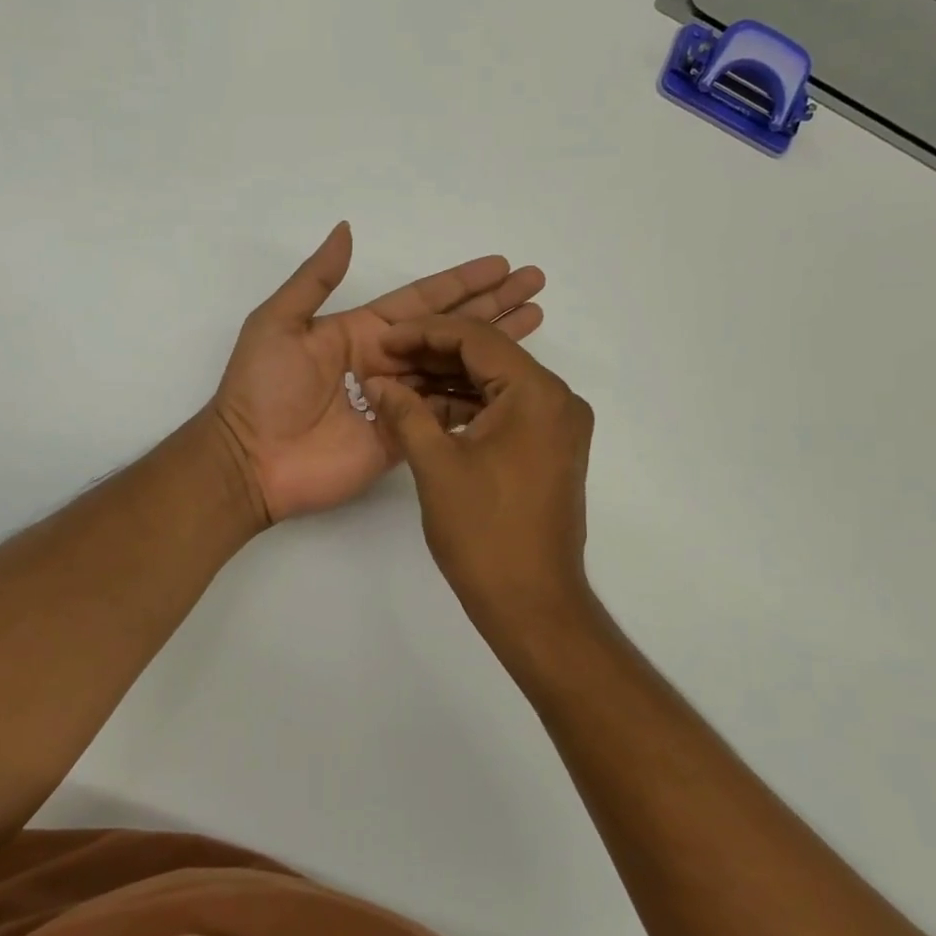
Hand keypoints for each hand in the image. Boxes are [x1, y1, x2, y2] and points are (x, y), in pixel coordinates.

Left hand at [212, 224, 545, 523]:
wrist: (250, 460)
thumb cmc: (261, 388)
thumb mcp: (278, 322)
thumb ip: (315, 279)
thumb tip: (346, 229)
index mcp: (364, 331)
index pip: (425, 301)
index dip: (463, 283)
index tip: (501, 266)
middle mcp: (389, 362)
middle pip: (451, 329)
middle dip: (493, 307)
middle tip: (535, 286)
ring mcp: (400, 401)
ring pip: (457, 369)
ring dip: (496, 348)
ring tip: (535, 323)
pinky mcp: (405, 438)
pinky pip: (447, 415)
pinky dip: (479, 400)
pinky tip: (512, 385)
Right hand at [365, 317, 594, 637]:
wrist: (532, 602)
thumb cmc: (484, 532)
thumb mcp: (435, 465)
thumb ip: (405, 412)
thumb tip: (377, 381)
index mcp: (537, 393)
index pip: (476, 338)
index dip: (424, 333)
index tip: (384, 340)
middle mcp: (557, 399)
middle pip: (489, 356)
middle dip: (434, 355)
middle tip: (385, 360)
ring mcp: (557, 425)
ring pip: (496, 384)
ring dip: (449, 382)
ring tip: (398, 384)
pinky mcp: (550, 448)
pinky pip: (505, 411)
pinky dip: (468, 408)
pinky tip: (427, 412)